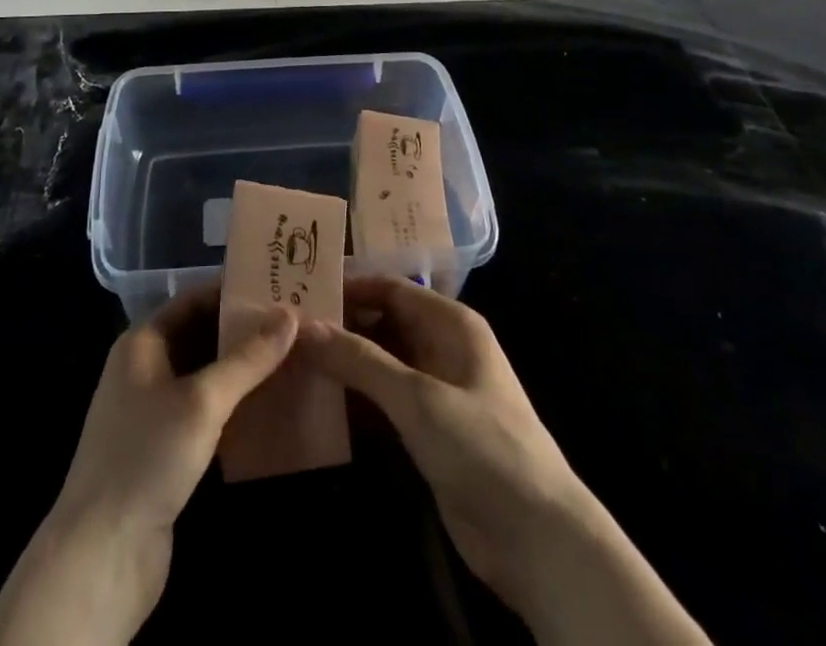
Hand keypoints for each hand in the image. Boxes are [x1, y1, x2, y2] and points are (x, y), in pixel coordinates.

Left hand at [0, 285, 297, 645]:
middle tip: (294, 324)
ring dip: (242, 369)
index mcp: (142, 343)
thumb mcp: (202, 400)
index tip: (277, 288)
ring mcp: (153, 411)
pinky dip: (233, 404)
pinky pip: (205, 411)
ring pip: (205, 375)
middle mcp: (145, 368)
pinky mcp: (165, 450)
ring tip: (291, 358)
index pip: (193, 300)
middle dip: (244, 331)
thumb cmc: (147, 457)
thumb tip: (290, 314)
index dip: (233, 292)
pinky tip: (269, 405)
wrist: (101, 555)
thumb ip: (248, 358)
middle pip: (200, 335)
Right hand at [297, 277, 707, 645]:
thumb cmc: (483, 447)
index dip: (348, 286)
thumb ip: (360, 360)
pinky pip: (385, 400)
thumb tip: (304, 326)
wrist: (538, 538)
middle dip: (341, 325)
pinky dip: (356, 398)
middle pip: (383, 322)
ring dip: (345, 363)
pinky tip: (319, 402)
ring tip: (292, 360)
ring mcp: (437, 390)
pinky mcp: (429, 430)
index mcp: (451, 323)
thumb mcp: (418, 398)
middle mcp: (442, 346)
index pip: (390, 288)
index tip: (300, 290)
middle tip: (288, 328)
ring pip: (381, 362)